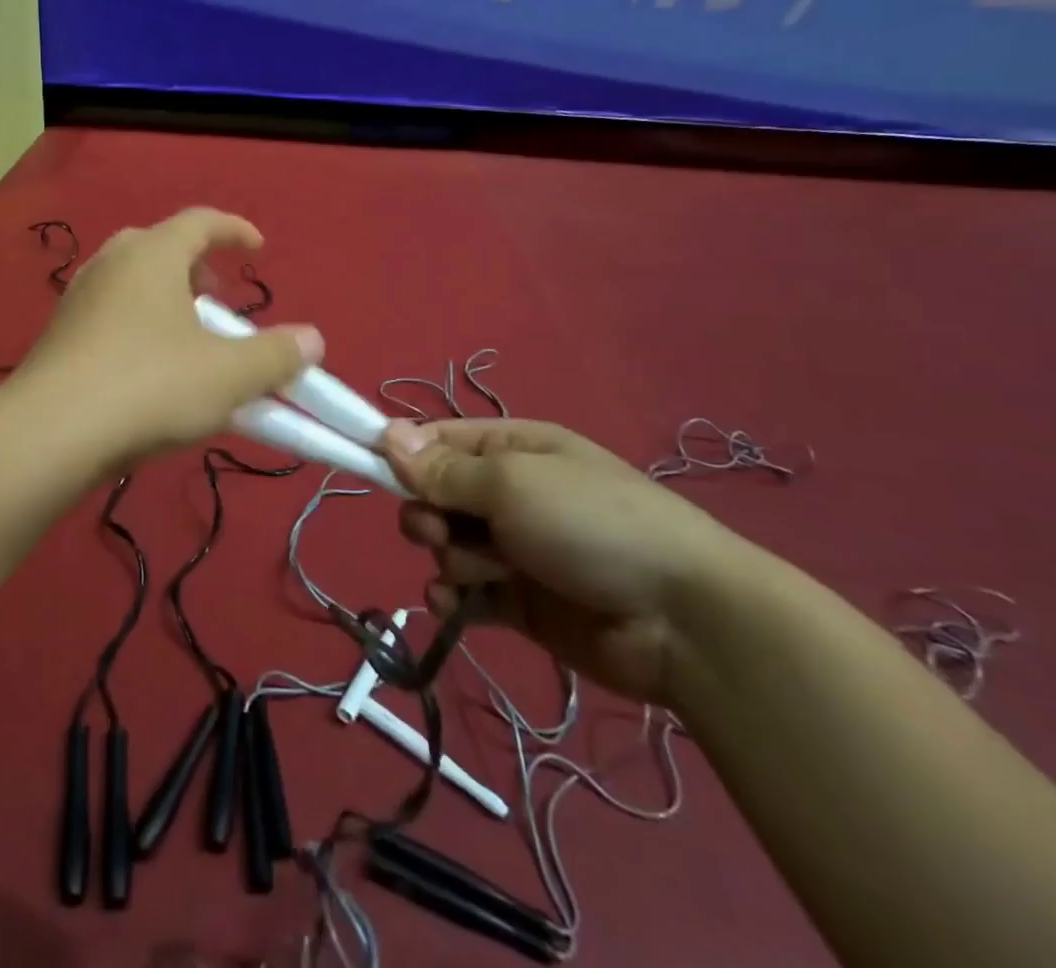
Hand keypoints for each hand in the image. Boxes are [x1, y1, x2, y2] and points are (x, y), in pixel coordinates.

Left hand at [19, 208, 322, 464]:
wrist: (49, 433)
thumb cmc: (148, 387)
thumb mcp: (227, 375)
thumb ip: (276, 356)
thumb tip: (312, 339)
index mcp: (152, 254)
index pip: (200, 221)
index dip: (234, 230)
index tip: (259, 248)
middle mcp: (111, 264)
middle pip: (160, 247)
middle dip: (197, 267)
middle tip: (218, 299)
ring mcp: (79, 299)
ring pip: (131, 282)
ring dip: (166, 299)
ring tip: (188, 339)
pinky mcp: (59, 335)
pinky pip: (110, 314)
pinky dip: (139, 325)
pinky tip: (149, 370)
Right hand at [381, 418, 749, 703]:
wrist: (682, 621)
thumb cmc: (591, 524)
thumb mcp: (512, 483)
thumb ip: (443, 469)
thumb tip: (386, 434)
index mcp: (511, 449)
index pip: (438, 441)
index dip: (403, 454)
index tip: (373, 469)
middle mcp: (508, 493)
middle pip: (435, 495)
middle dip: (428, 513)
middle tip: (441, 530)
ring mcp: (512, 547)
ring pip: (445, 545)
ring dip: (450, 558)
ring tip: (483, 572)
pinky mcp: (516, 599)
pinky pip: (462, 591)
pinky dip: (453, 597)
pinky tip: (457, 604)